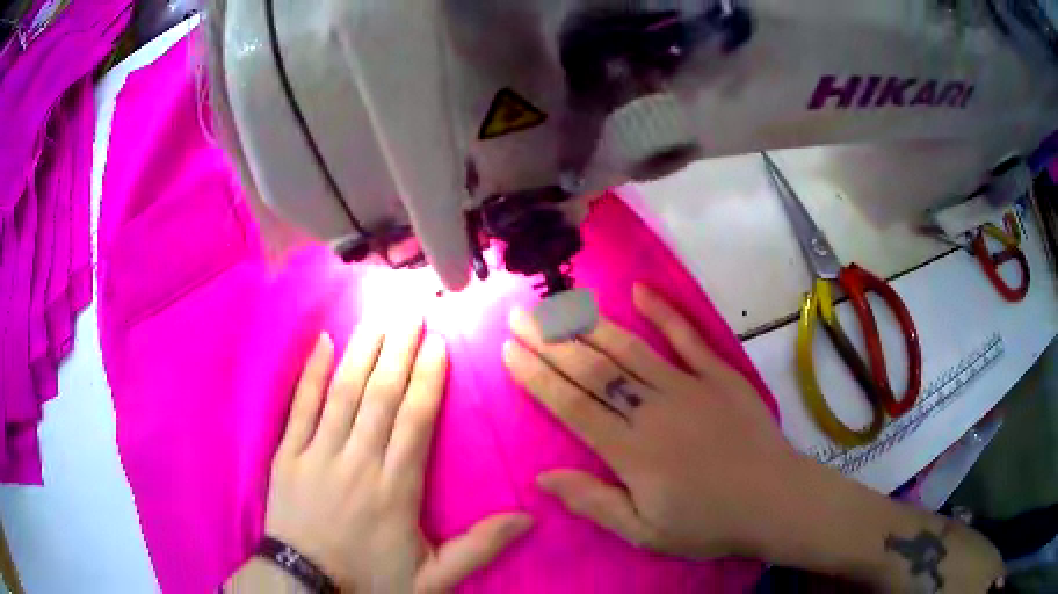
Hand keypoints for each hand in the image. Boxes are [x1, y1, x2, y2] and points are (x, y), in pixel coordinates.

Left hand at [265, 316, 531, 592]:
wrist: (307, 588)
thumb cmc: (370, 580)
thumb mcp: (432, 579)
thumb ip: (478, 547)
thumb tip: (528, 518)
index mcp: (397, 489)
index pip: (415, 421)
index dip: (428, 378)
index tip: (438, 343)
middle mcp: (358, 462)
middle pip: (381, 396)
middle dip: (399, 349)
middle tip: (412, 310)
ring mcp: (318, 454)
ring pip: (344, 393)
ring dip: (364, 351)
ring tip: (380, 317)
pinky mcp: (288, 455)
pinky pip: (300, 406)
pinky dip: (312, 373)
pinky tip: (325, 343)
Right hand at [502, 284, 798, 558]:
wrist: (775, 501)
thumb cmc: (708, 523)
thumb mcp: (645, 532)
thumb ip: (594, 502)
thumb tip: (543, 476)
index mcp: (631, 450)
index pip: (572, 405)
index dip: (537, 377)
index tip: (509, 351)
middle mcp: (654, 409)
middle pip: (593, 369)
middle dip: (550, 341)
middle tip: (518, 316)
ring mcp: (689, 386)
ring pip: (629, 349)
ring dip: (589, 325)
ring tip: (557, 304)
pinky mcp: (720, 374)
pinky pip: (688, 337)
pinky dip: (664, 312)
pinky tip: (639, 290)